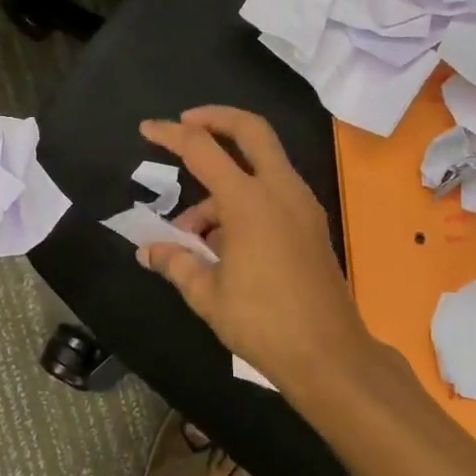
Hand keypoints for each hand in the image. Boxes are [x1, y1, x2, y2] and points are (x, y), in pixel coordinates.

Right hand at [140, 107, 405, 396]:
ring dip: (223, 179)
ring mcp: (302, 206)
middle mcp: (280, 191)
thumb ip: (176, 263)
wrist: (329, 357)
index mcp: (249, 202)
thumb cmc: (262, 323)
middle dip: (215, 118)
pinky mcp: (311, 225)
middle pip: (251, 130)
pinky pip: (272, 192)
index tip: (146, 128)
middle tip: (185, 125)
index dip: (170, 135)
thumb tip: (148, 251)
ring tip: (191, 231)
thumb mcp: (207, 294)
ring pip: (261, 165)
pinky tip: (222, 241)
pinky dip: (244, 198)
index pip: (202, 149)